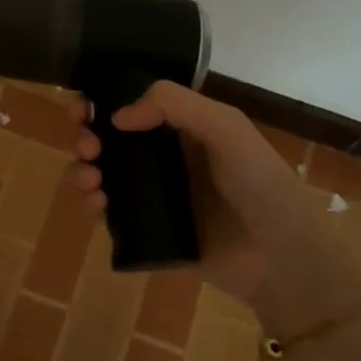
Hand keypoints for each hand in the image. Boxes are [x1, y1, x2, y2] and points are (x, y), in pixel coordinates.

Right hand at [72, 81, 356, 329]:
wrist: (280, 257)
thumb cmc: (259, 183)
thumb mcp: (225, 127)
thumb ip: (174, 105)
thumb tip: (117, 116)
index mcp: (184, 129)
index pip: (134, 106)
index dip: (103, 102)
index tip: (80, 107)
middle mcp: (166, 159)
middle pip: (111, 141)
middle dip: (88, 138)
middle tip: (86, 147)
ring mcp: (157, 197)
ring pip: (105, 176)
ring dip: (84, 171)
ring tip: (90, 180)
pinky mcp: (150, 233)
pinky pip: (112, 215)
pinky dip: (94, 206)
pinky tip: (97, 206)